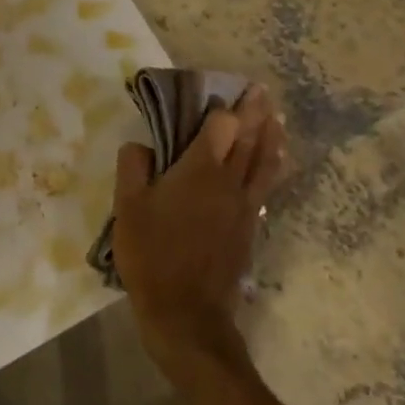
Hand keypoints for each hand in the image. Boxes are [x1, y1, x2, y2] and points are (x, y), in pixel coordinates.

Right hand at [112, 85, 285, 369]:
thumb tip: (141, 145)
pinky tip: (275, 163)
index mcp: (199, 171)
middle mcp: (229, 182)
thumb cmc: (152, 255)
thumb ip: (133, 168)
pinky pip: (266, 186)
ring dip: (272, 136)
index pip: (222, 126)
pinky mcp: (250, 228)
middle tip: (262, 90)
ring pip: (265, 162)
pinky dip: (273, 166)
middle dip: (256, 112)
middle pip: (250, 139)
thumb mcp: (127, 208)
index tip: (226, 90)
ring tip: (278, 117)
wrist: (187, 313)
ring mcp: (245, 207)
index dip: (224, 107)